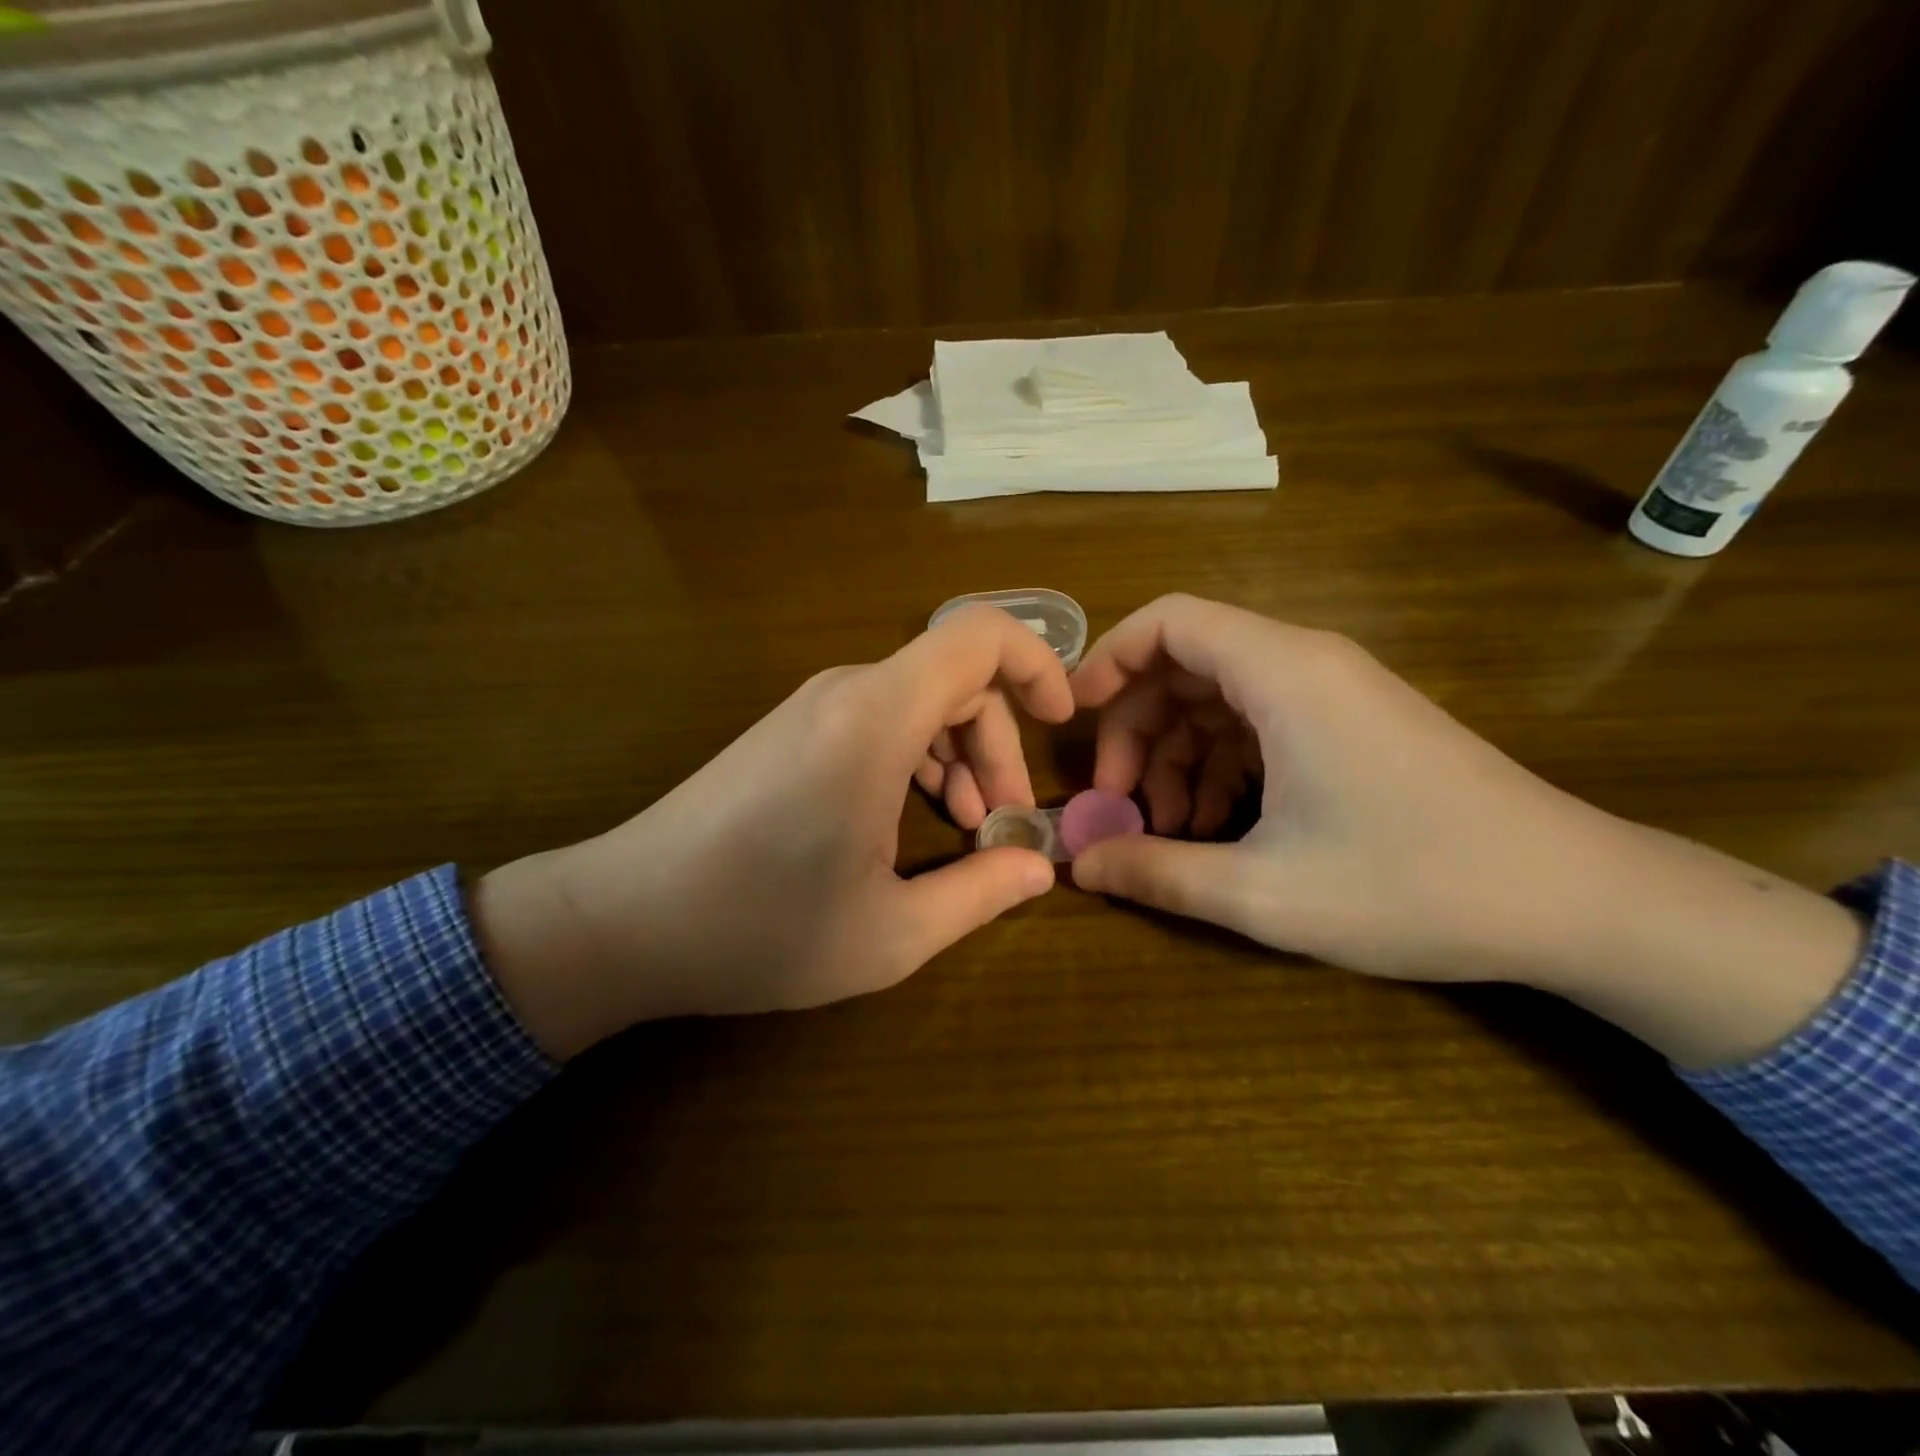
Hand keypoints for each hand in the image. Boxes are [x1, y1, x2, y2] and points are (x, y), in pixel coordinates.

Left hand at [473, 605, 1072, 1056]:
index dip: (1038, 664)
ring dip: (957, 755)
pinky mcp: (790, 730)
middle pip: (955, 679)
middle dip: (998, 745)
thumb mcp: (890, 932)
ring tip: (963, 827)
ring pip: (918, 700)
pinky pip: (878, 718)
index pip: (979, 637)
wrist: (622, 921)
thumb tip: (1040, 866)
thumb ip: (980, 893)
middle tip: (1002, 822)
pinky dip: (915, 757)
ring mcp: (811, 707)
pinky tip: (908, 822)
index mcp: (876, 721)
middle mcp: (845, 693)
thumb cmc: (759, 930)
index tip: (1062, 723)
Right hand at [1069, 594, 1863, 1066]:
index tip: (1074, 718)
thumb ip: (1157, 873)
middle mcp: (1306, 665)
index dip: (1109, 659)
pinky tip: (1214, 829)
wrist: (1576, 901)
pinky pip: (1259, 724)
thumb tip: (1079, 865)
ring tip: (1166, 832)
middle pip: (1185, 664)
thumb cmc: (1414, 886)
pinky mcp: (1351, 725)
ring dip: (1176, 757)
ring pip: (1219, 699)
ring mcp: (1333, 694)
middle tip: (1117, 803)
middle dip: (1135, 729)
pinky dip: (1221, 766)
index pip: (1170, 621)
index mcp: (1284, 675)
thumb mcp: (1264, 892)